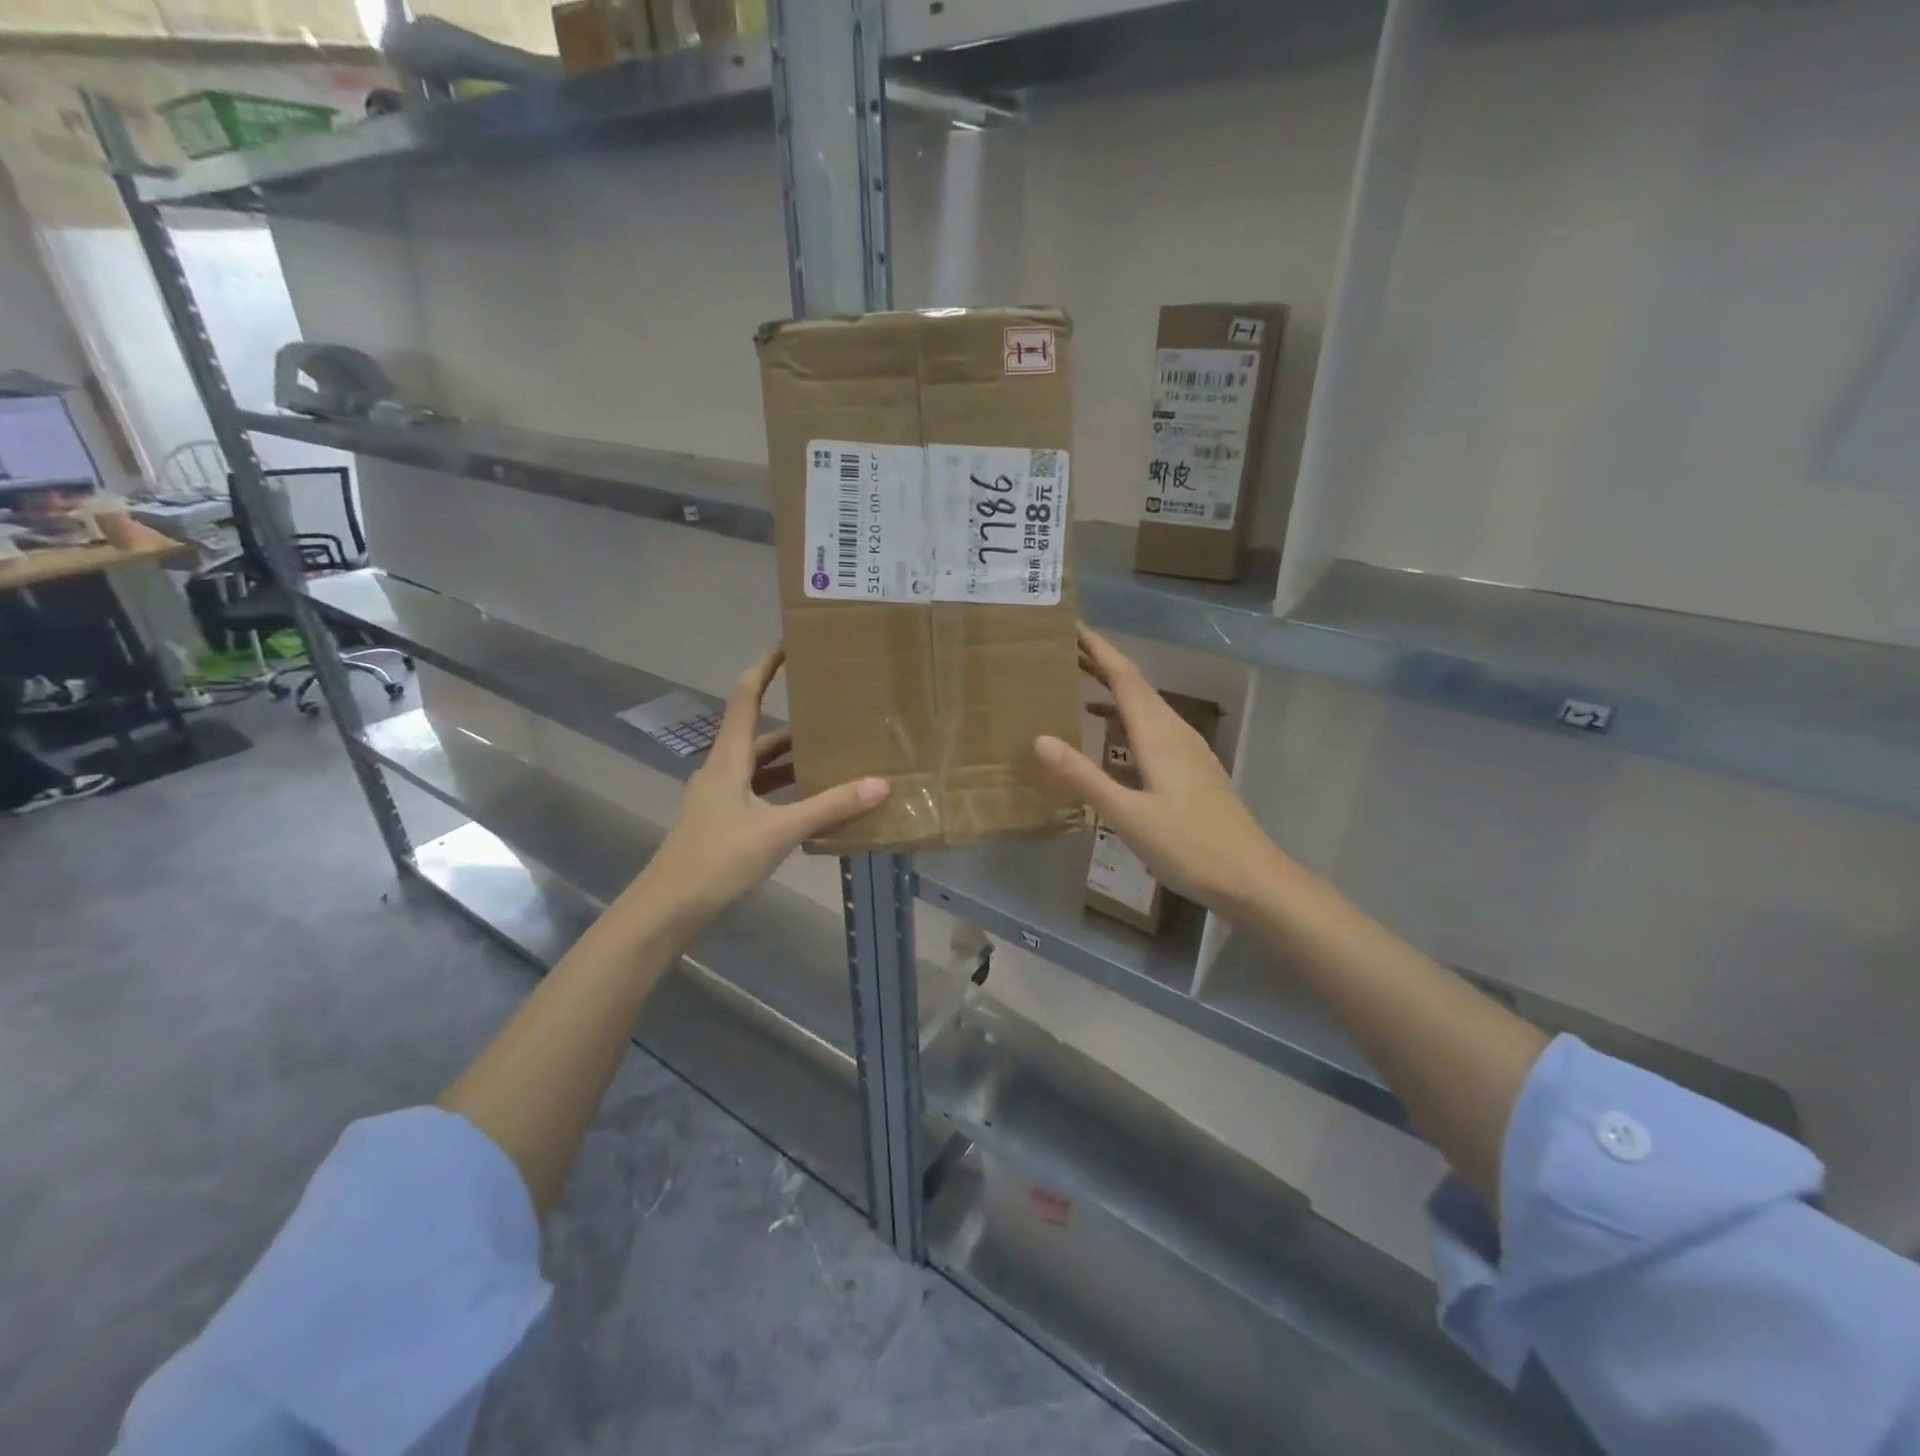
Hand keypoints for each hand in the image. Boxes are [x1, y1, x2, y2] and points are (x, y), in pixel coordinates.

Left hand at [625, 648, 887, 932]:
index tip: (786, 646)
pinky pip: (759, 793)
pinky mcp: (723, 821)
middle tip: (831, 712)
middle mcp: (722, 769)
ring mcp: (719, 797)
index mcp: (729, 759)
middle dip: (792, 723)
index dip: (764, 669)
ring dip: (791, 761)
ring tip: (831, 755)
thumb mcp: (779, 830)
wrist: (669, 907)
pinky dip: (783, 790)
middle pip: (758, 734)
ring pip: (759, 767)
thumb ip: (829, 806)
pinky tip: (809, 802)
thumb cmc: (718, 858)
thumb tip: (880, 783)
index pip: (745, 698)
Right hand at [1034, 625, 1286, 917]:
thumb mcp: (1128, 815)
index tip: (1071, 626)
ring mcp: (1188, 750)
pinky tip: (1112, 734)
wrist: (1252, 878)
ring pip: (1146, 706)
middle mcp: (1175, 732)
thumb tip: (1041, 739)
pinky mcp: (1192, 769)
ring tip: (1079, 682)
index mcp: (1159, 735)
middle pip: (1136, 685)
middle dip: (1102, 662)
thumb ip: (1084, 777)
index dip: (1098, 649)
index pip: (1124, 677)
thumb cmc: (1189, 846)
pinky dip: (1126, 718)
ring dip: (1114, 690)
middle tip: (1064, 648)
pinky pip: (1153, 727)